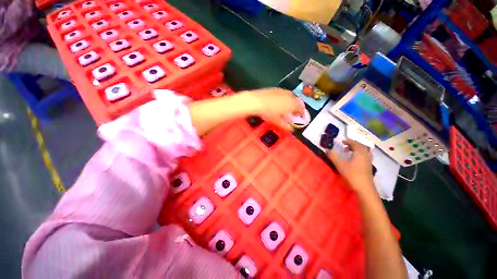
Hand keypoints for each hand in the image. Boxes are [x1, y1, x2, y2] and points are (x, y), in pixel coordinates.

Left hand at [246, 88, 303, 130]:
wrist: (257, 101)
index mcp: (292, 104)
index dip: (301, 113)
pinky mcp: (276, 89)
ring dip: (291, 102)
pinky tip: (279, 102)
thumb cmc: (269, 113)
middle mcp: (290, 96)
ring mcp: (283, 91)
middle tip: (293, 112)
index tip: (300, 116)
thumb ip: (285, 126)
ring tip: (287, 107)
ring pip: (290, 96)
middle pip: (297, 101)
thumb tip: (291, 129)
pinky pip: (283, 94)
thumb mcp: (277, 121)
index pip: (301, 108)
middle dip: (296, 107)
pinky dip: (284, 98)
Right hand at [327, 139, 374, 193]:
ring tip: (349, 151)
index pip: (355, 143)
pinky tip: (355, 159)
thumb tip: (327, 149)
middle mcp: (366, 154)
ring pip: (364, 151)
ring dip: (357, 149)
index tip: (342, 141)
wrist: (364, 187)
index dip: (348, 141)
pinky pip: (365, 156)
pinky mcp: (369, 166)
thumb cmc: (352, 174)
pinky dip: (360, 154)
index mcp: (359, 152)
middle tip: (345, 145)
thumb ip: (333, 156)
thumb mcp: (340, 164)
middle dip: (353, 144)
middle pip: (361, 146)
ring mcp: (368, 160)